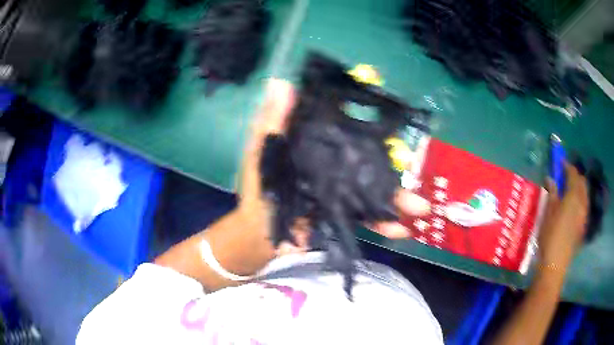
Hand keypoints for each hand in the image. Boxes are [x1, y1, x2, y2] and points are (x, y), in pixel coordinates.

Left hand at [238, 79, 430, 259]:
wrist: (261, 234)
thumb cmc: (259, 190)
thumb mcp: (261, 153)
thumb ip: (270, 122)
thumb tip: (281, 83)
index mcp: (317, 147)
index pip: (344, 128)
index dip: (364, 119)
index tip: (385, 111)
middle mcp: (334, 166)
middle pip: (368, 160)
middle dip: (392, 163)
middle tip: (413, 162)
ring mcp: (341, 192)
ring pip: (374, 190)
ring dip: (399, 198)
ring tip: (420, 207)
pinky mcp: (343, 216)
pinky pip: (367, 218)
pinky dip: (384, 224)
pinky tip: (401, 229)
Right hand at [538, 163, 588, 273]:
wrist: (556, 263)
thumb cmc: (550, 236)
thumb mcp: (548, 213)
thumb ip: (552, 193)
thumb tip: (551, 179)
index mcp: (573, 196)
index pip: (573, 173)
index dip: (567, 166)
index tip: (560, 163)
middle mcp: (582, 202)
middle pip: (582, 182)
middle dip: (575, 176)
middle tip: (565, 177)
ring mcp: (584, 215)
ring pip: (585, 194)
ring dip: (578, 188)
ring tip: (569, 192)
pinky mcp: (583, 225)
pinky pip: (584, 206)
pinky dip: (580, 200)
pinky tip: (573, 208)